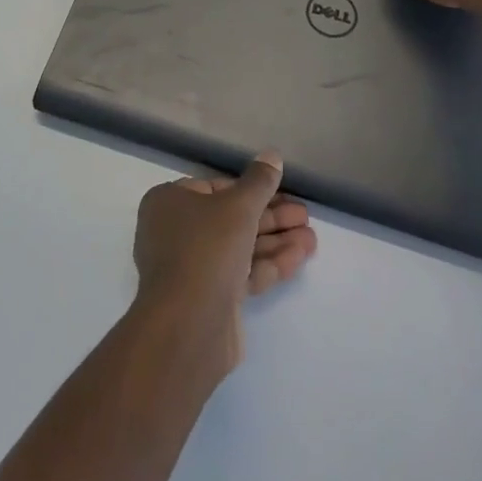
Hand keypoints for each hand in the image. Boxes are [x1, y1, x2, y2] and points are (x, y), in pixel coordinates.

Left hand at [132, 153, 315, 376]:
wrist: (187, 325)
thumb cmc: (206, 248)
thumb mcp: (238, 206)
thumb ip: (259, 182)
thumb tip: (271, 155)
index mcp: (169, 203)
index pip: (214, 188)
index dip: (249, 189)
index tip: (280, 191)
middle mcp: (175, 232)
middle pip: (230, 218)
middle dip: (270, 217)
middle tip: (304, 214)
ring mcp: (192, 268)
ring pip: (239, 247)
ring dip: (276, 240)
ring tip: (312, 236)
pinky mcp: (210, 298)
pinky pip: (242, 273)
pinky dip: (269, 263)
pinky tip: (301, 255)